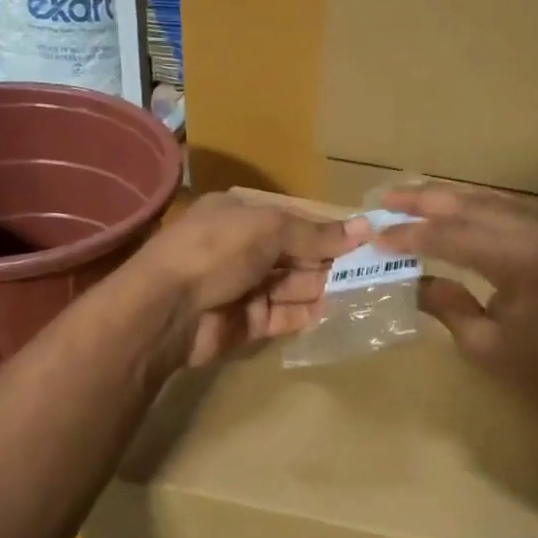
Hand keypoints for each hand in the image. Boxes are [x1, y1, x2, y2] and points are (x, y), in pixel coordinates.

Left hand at [134, 194, 367, 367]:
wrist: (166, 309)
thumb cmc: (217, 251)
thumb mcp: (268, 229)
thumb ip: (316, 233)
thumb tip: (365, 227)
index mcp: (241, 215)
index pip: (293, 220)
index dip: (326, 230)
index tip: (363, 239)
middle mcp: (242, 249)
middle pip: (295, 254)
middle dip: (328, 261)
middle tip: (370, 269)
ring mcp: (243, 287)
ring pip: (292, 286)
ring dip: (322, 287)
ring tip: (362, 290)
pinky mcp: (246, 322)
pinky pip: (283, 315)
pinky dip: (306, 313)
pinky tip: (334, 311)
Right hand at [376, 185, 537, 455]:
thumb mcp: (484, 345)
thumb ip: (445, 304)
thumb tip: (410, 280)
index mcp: (519, 262)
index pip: (451, 236)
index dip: (410, 235)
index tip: (375, 235)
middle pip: (471, 206)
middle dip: (425, 201)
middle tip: (385, 198)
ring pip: (491, 201)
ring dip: (449, 198)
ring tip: (410, 196)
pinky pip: (510, 211)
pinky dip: (476, 206)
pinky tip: (453, 207)